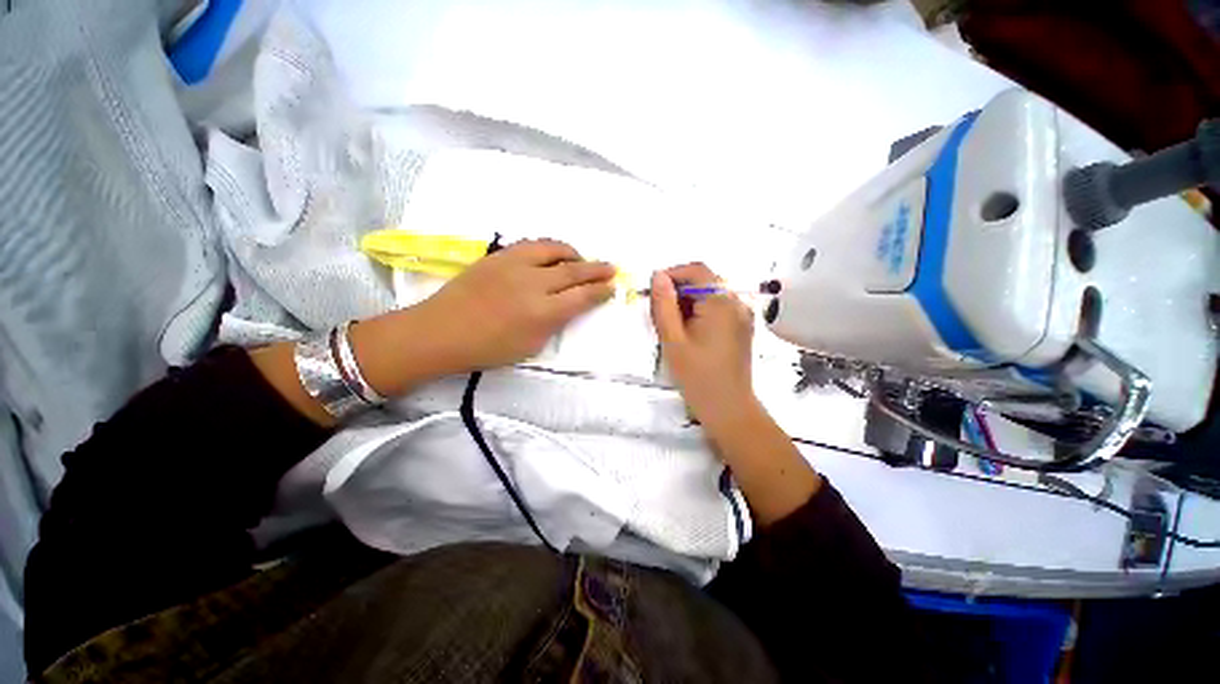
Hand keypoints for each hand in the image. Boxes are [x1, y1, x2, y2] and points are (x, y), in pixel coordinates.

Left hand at [409, 238, 615, 371]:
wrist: (441, 332)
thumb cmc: (488, 349)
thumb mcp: (531, 345)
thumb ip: (554, 323)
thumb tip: (568, 306)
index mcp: (543, 312)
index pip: (582, 297)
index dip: (601, 291)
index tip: (612, 287)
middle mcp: (533, 283)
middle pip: (574, 271)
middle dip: (597, 269)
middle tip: (611, 267)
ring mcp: (514, 265)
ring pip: (554, 249)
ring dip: (573, 254)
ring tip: (581, 260)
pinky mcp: (498, 256)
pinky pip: (532, 245)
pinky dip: (549, 248)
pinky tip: (553, 255)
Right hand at [649, 263, 755, 424]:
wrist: (728, 408)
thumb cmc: (697, 376)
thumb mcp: (673, 339)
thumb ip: (664, 305)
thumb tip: (658, 276)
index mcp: (721, 302)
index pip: (696, 270)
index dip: (672, 274)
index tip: (653, 291)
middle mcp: (737, 302)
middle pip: (705, 281)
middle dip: (679, 291)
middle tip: (660, 313)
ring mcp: (743, 315)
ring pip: (710, 295)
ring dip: (688, 302)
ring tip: (673, 326)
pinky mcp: (742, 327)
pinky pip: (719, 308)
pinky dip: (700, 312)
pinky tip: (689, 332)